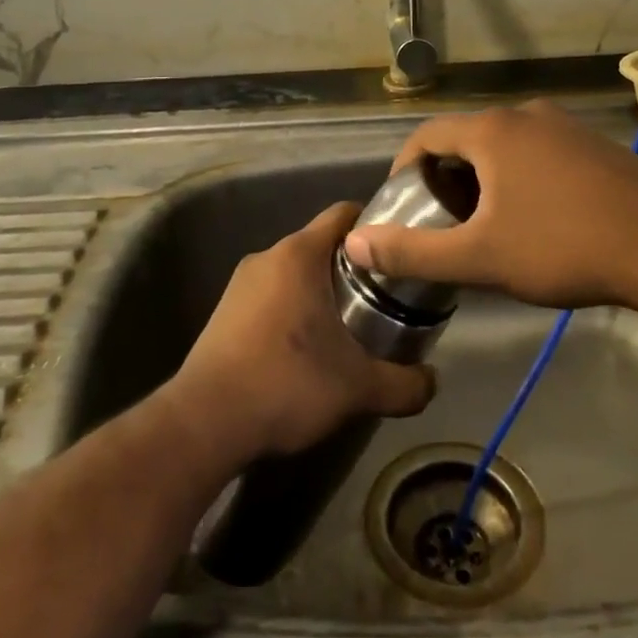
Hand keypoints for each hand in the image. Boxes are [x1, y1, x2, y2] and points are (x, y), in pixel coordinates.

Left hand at [171, 202, 435, 461]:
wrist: (204, 423)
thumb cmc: (287, 384)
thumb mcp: (358, 388)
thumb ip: (404, 384)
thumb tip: (433, 381)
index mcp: (299, 254)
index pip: (344, 213)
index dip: (376, 225)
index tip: (398, 252)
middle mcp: (268, 256)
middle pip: (321, 244)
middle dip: (353, 267)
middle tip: (384, 297)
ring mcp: (241, 284)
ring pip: (295, 272)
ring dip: (322, 291)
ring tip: (350, 327)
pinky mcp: (224, 312)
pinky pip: (272, 295)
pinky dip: (294, 309)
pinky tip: (307, 349)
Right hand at [342, 102, 637, 312]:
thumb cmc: (562, 247)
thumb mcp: (479, 258)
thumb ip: (412, 252)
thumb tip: (354, 243)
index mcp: (493, 130)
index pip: (427, 135)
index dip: (405, 168)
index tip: (402, 205)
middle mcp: (527, 114)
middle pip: (467, 138)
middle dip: (447, 177)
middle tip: (443, 220)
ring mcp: (568, 126)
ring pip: (506, 145)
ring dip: (485, 177)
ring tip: (487, 222)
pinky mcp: (598, 145)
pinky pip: (541, 152)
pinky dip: (522, 176)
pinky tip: (538, 217)